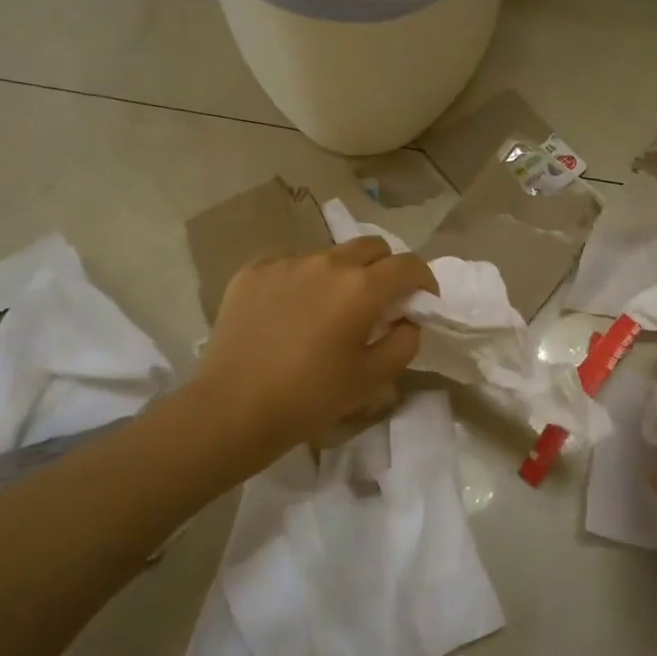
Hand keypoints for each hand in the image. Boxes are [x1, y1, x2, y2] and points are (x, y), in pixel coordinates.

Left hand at [196, 238, 437, 463]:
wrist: (232, 408)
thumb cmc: (310, 398)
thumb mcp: (372, 378)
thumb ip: (404, 342)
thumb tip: (408, 320)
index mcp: (361, 288)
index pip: (408, 264)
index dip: (424, 280)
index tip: (422, 300)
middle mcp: (327, 262)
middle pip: (371, 247)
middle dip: (385, 268)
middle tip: (379, 301)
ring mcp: (286, 262)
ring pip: (329, 255)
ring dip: (341, 275)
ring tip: (328, 309)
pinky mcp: (253, 269)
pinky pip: (291, 263)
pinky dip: (302, 280)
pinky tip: (290, 311)